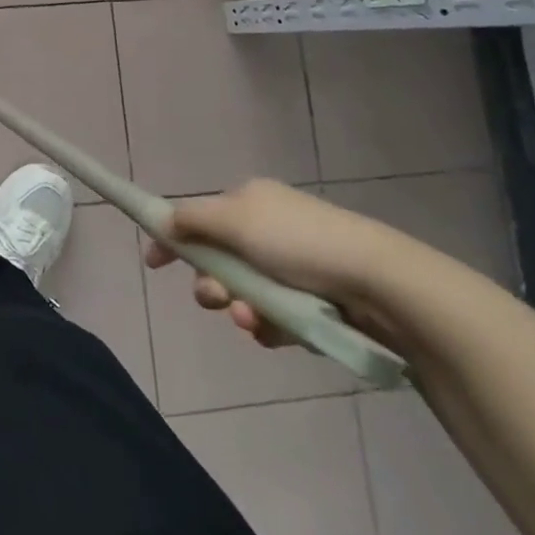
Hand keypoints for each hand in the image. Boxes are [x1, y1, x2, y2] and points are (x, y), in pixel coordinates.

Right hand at [145, 179, 417, 351]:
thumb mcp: (234, 220)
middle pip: (220, 260)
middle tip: (216, 300)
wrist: (380, 284)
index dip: (173, 238)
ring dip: (240, 308)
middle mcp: (270, 229)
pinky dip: (271, 326)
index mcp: (250, 201)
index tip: (154, 264)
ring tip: (253, 321)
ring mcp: (295, 266)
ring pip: (246, 293)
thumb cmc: (299, 243)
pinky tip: (279, 333)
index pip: (199, 217)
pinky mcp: (316, 301)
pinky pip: (276, 316)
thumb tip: (164, 221)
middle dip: (211, 283)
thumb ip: (191, 219)